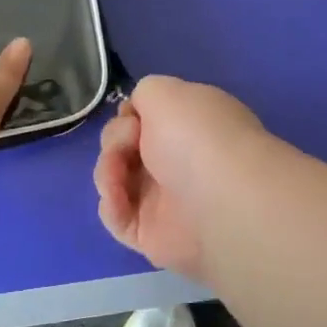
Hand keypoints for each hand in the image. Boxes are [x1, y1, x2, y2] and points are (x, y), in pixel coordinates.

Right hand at [94, 74, 267, 281]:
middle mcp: (177, 162)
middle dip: (116, 140)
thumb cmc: (196, 137)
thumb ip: (145, 93)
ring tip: (118, 174)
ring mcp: (163, 201)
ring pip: (115, 180)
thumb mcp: (165, 91)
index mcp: (189, 128)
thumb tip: (136, 115)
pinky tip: (118, 197)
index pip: (146, 120)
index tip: (131, 116)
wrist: (219, 202)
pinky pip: (116, 217)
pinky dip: (111, 205)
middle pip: (124, 148)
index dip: (129, 116)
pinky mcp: (149, 235)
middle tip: (130, 142)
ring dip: (107, 171)